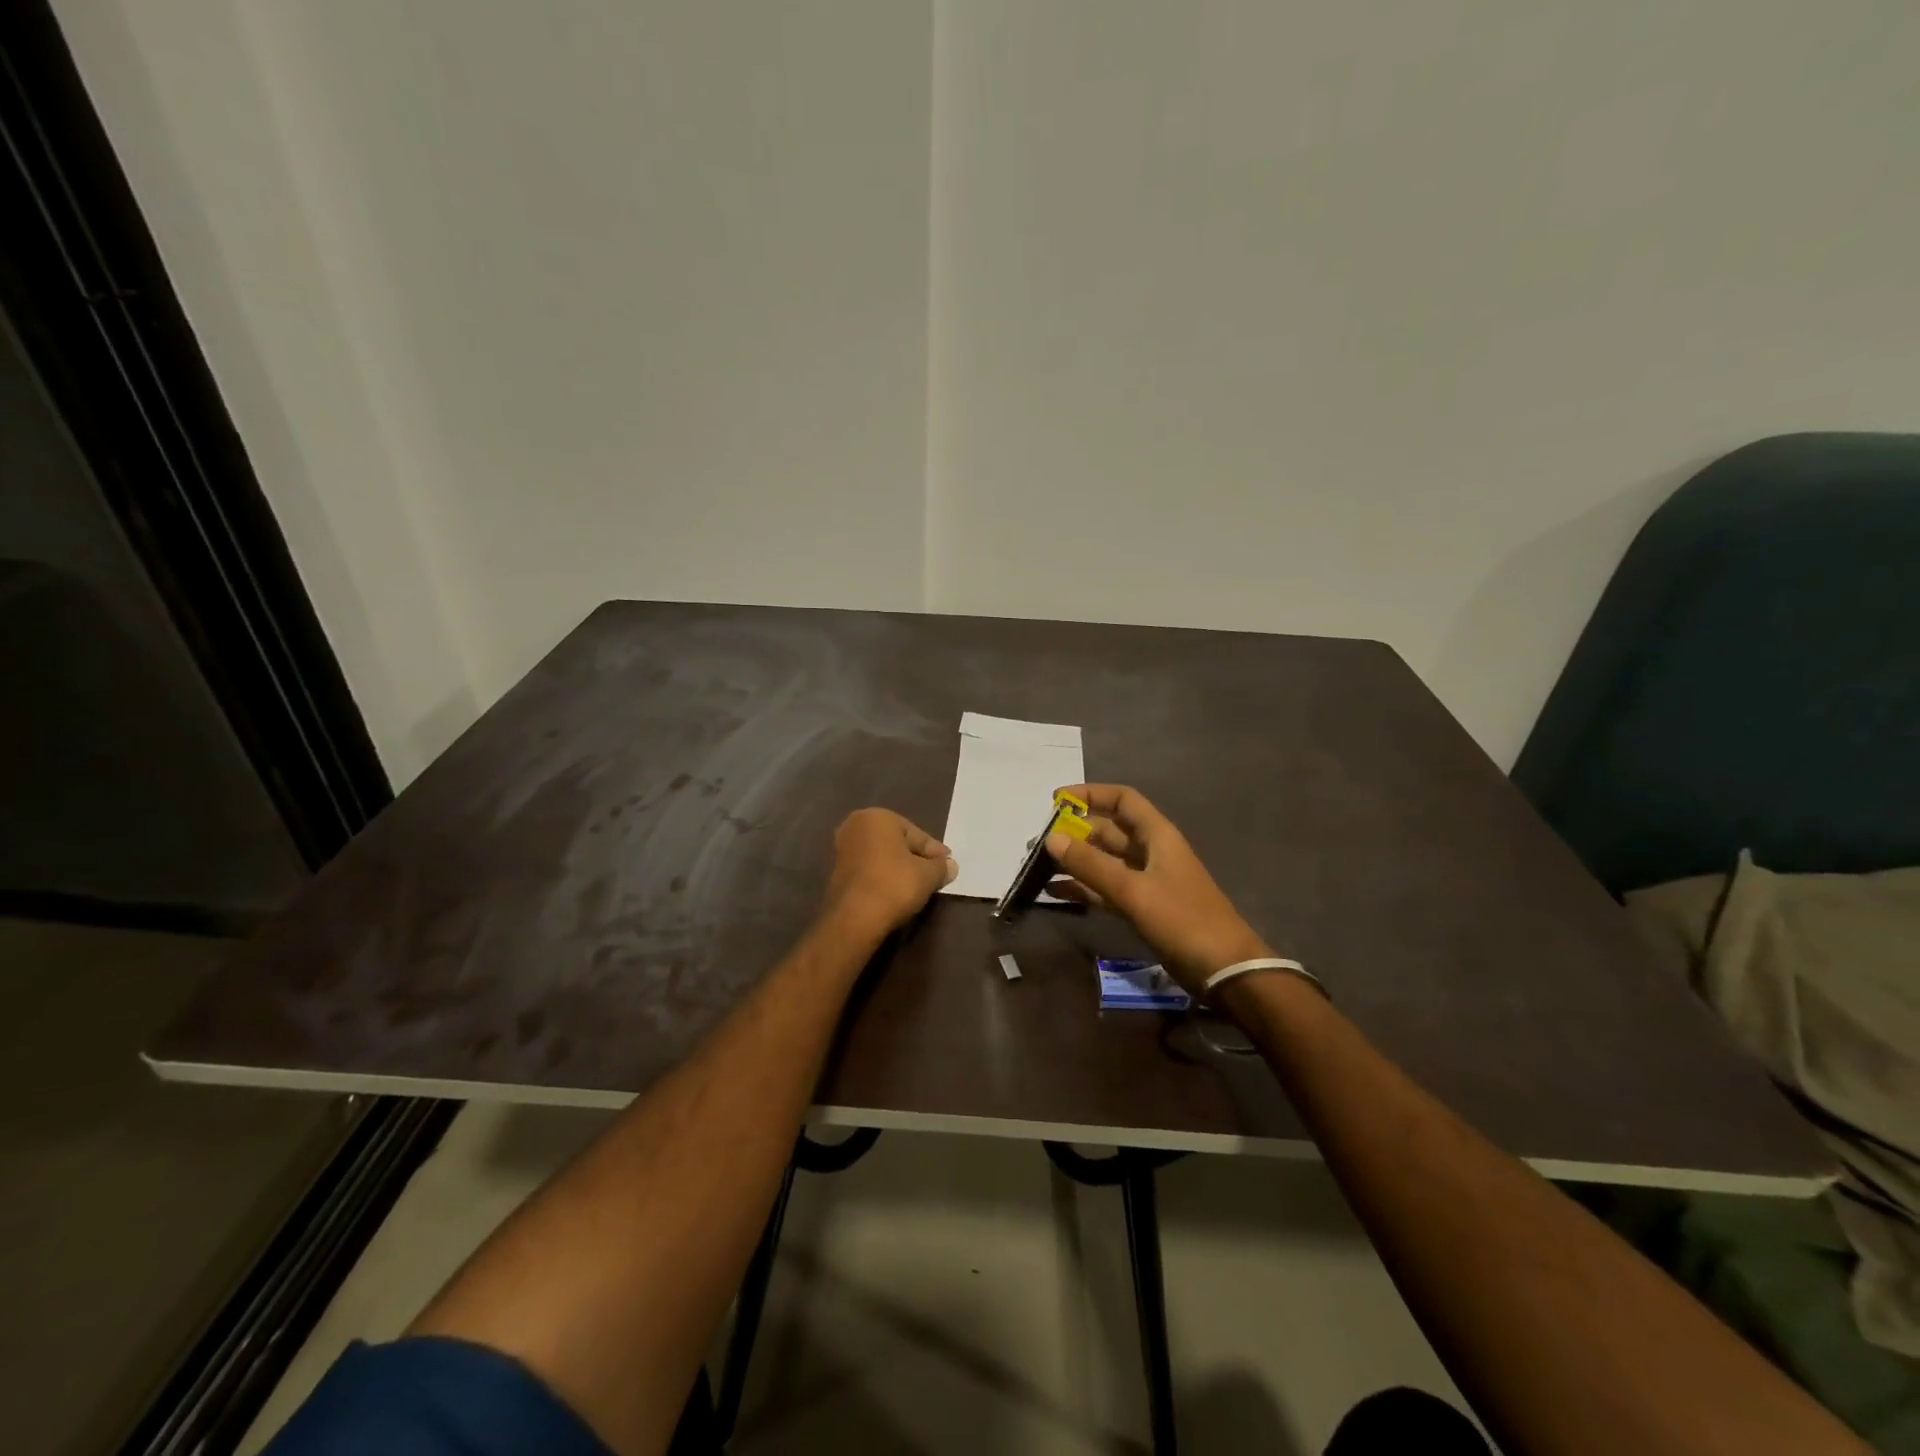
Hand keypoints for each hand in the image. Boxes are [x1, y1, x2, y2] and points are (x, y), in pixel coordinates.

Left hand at [821, 808, 957, 939]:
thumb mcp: (928, 875)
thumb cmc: (894, 885)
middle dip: (916, 858)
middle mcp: (856, 826)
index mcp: (878, 817)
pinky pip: (869, 870)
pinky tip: (896, 892)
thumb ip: (941, 867)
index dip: (934, 852)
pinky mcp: (836, 872)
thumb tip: (950, 866)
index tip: (948, 865)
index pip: (916, 834)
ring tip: (918, 886)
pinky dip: (883, 877)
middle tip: (935, 874)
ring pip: (882, 856)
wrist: (854, 919)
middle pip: (898, 843)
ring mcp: (843, 849)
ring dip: (899, 868)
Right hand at [1046, 784, 1269, 995]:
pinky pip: (1105, 889)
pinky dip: (1083, 888)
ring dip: (1075, 861)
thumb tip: (1051, 838)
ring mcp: (1146, 881)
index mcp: (1157, 835)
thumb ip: (1091, 865)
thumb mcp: (1133, 890)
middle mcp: (1150, 852)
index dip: (1090, 794)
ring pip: (1104, 861)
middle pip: (1108, 830)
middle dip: (1074, 832)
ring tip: (1038, 867)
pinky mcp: (1142, 907)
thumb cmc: (1182, 920)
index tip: (1056, 800)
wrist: (1223, 969)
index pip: (1122, 799)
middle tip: (1037, 842)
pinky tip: (1055, 893)